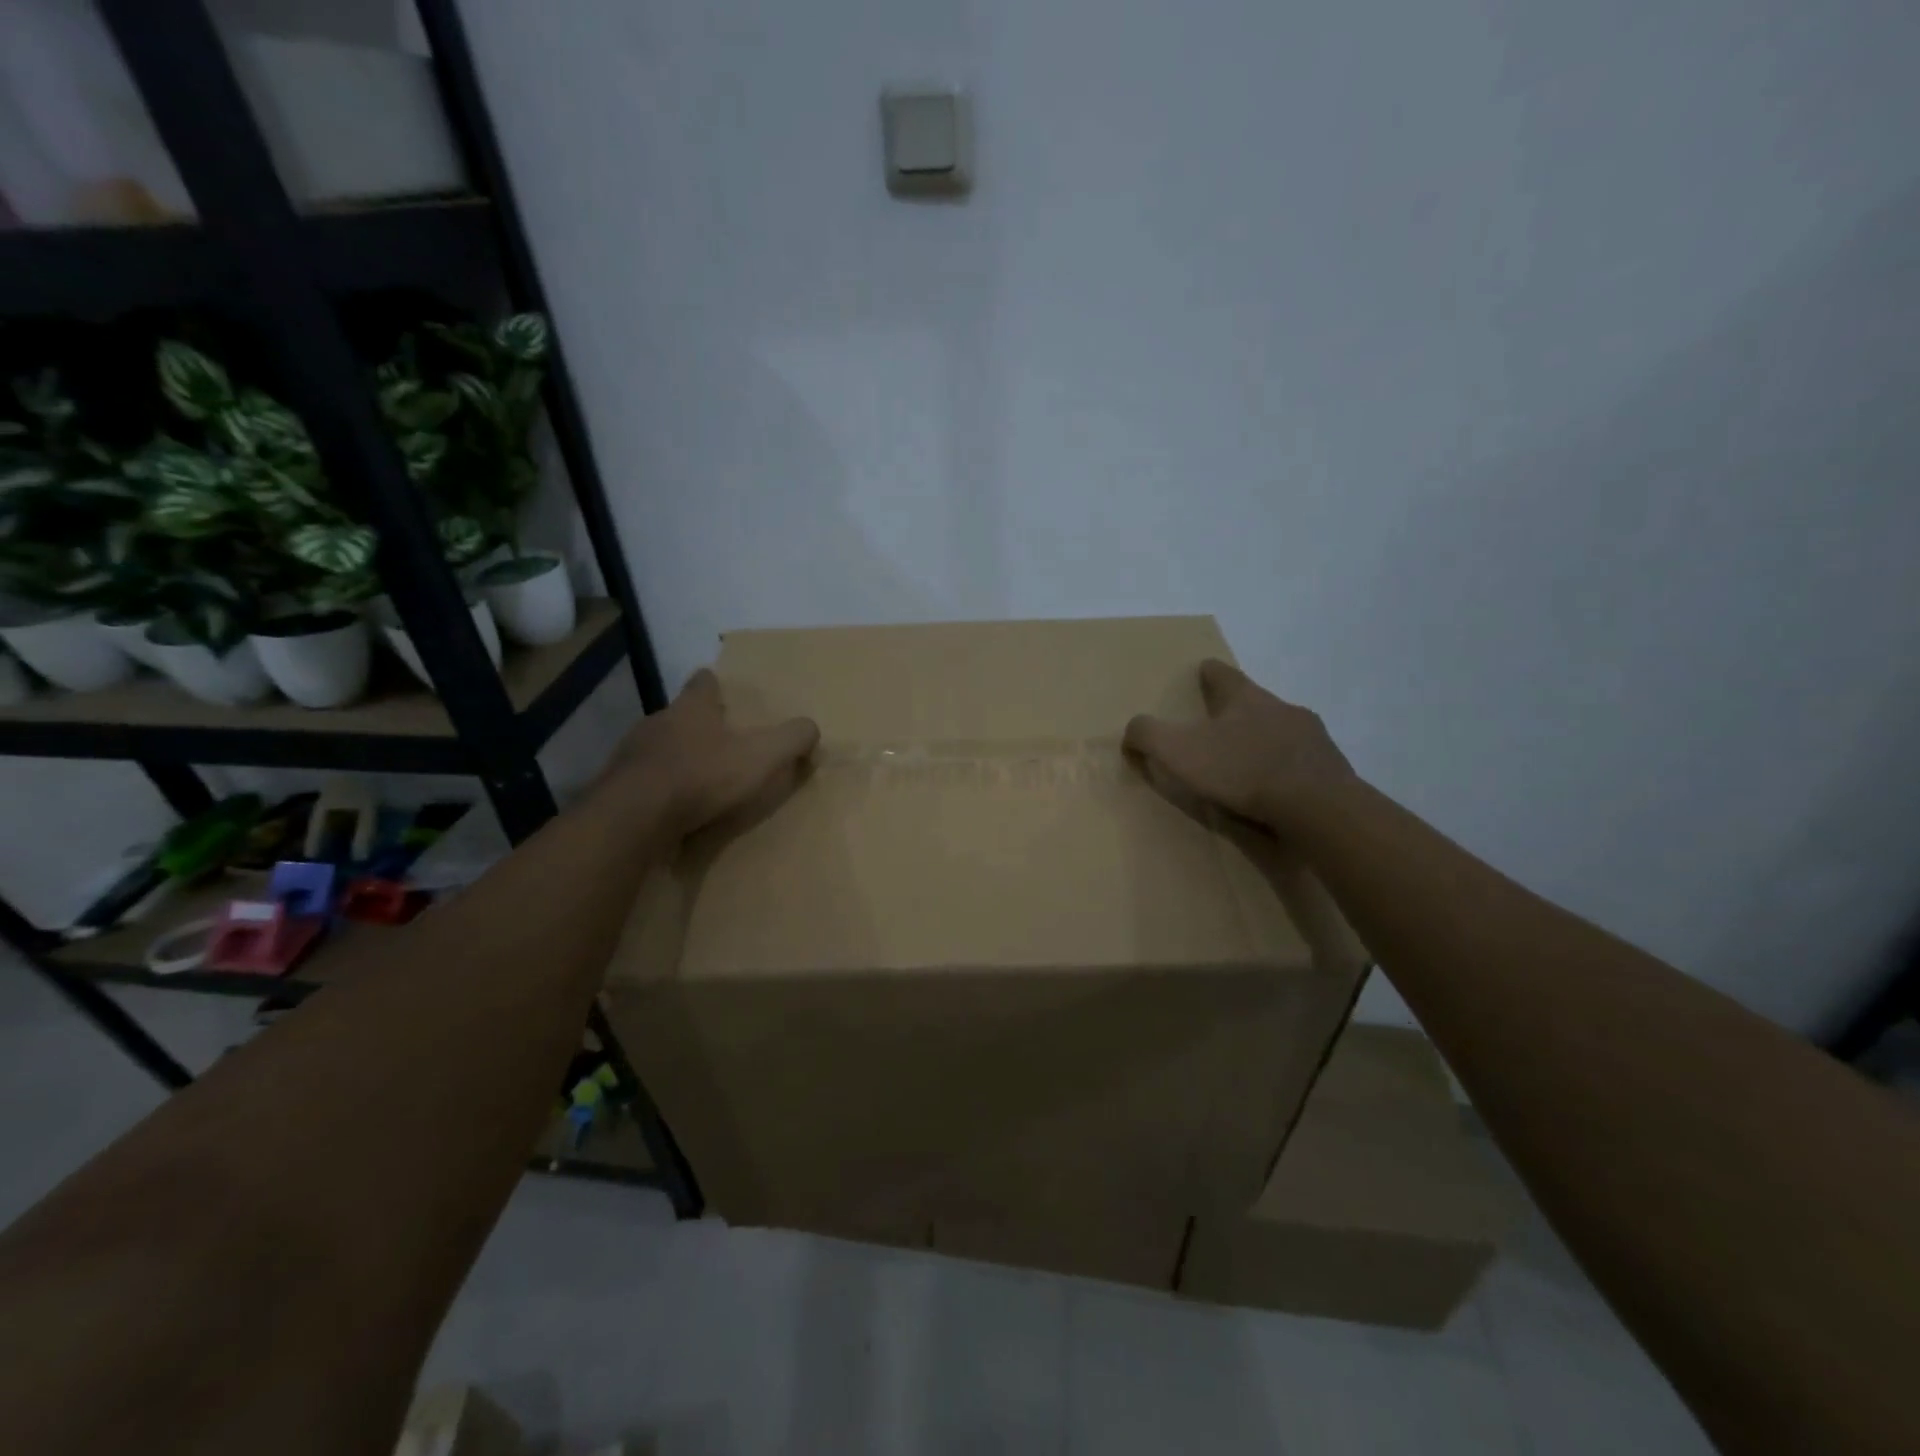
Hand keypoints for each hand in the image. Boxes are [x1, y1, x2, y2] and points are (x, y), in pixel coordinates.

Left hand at [597, 668, 819, 839]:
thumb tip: (812, 727)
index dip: (712, 684)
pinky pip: (643, 782)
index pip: (702, 683)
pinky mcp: (617, 787)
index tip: (717, 686)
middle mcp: (658, 723)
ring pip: (657, 748)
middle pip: (678, 715)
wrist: (636, 817)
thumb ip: (791, 739)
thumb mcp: (763, 756)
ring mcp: (632, 755)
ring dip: (674, 758)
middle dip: (695, 725)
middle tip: (716, 739)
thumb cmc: (703, 776)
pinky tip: (670, 807)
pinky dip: (657, 789)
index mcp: (692, 709)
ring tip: (694, 777)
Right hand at [1124, 659, 1355, 830]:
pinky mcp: (1330, 766)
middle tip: (1218, 727)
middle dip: (1237, 711)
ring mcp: (1311, 735)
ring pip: (1282, 729)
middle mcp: (1281, 706)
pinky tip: (1278, 788)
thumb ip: (1148, 735)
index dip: (1208, 672)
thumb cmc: (1242, 771)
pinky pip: (1302, 760)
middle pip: (1254, 700)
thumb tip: (1132, 728)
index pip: (1222, 673)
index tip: (1202, 673)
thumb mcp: (1179, 752)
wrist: (1317, 806)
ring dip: (1265, 740)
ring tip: (1248, 762)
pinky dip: (1287, 768)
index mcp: (1244, 697)